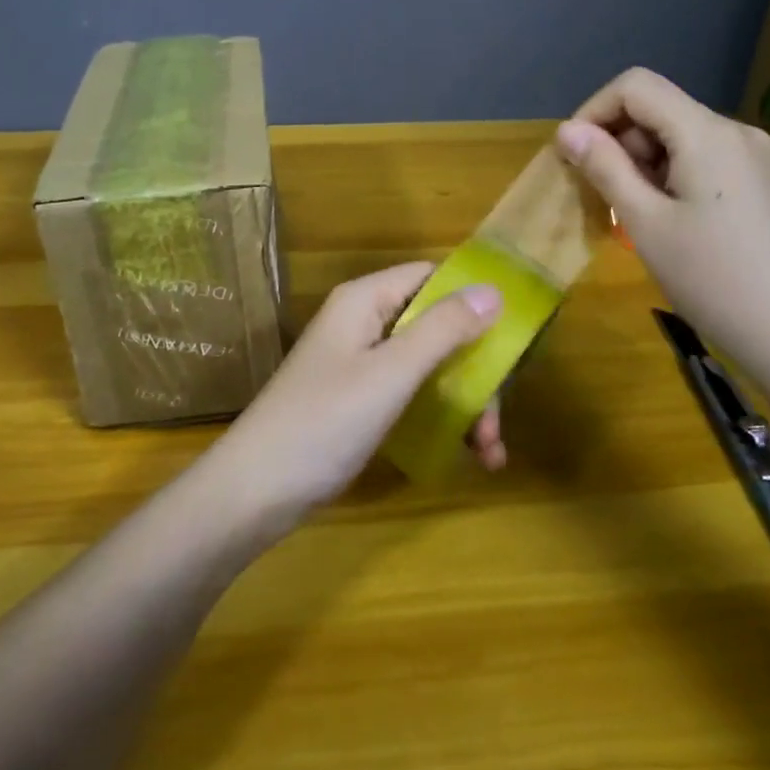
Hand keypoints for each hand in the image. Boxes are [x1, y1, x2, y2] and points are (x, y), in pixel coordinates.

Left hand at [211, 262, 504, 523]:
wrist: (256, 491)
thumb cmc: (325, 422)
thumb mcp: (391, 373)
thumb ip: (443, 330)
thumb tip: (494, 290)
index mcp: (365, 301)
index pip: (431, 277)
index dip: (472, 299)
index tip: (513, 338)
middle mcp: (364, 323)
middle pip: (437, 327)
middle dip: (475, 372)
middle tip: (496, 422)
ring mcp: (361, 364)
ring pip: (430, 366)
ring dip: (466, 404)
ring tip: (489, 453)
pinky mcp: (360, 401)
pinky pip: (413, 396)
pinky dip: (442, 419)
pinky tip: (468, 455)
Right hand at [556, 67, 769, 387]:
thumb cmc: (714, 280)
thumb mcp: (646, 223)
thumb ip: (605, 168)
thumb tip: (568, 130)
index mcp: (707, 133)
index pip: (636, 86)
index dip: (594, 111)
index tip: (574, 155)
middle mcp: (738, 133)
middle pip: (661, 111)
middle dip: (619, 143)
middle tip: (600, 196)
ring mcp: (760, 160)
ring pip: (684, 139)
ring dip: (645, 164)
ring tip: (634, 217)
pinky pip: (709, 162)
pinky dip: (675, 178)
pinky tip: (673, 225)